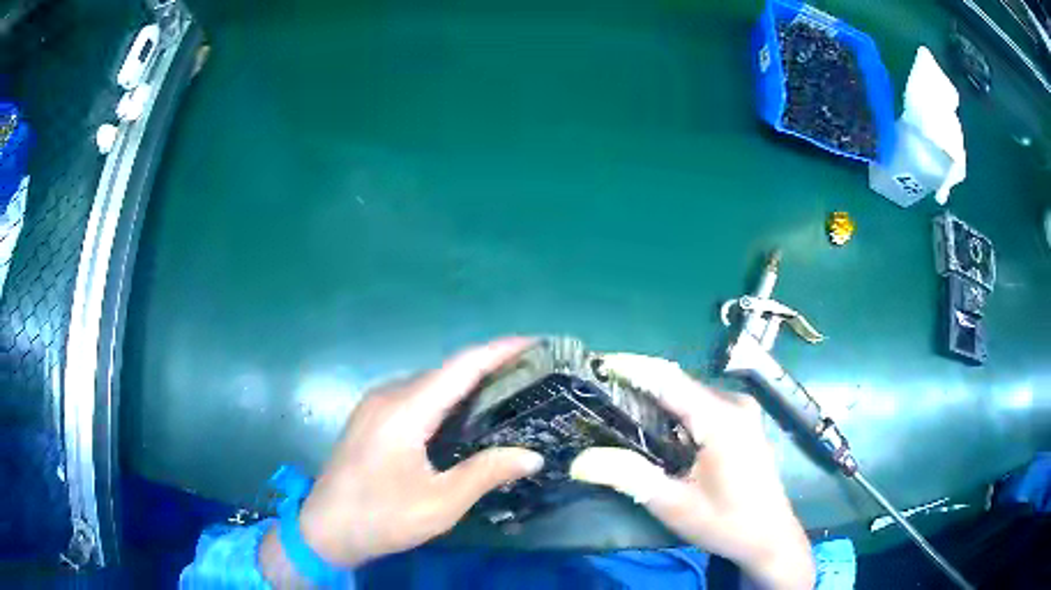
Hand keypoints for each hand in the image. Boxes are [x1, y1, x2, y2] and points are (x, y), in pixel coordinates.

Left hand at [260, 338, 543, 583]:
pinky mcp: (370, 418)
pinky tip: (462, 415)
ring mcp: (374, 405)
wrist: (324, 529)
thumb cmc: (382, 518)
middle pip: (444, 371)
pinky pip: (414, 396)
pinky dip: (444, 397)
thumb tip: (533, 455)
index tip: (533, 342)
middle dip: (487, 367)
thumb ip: (485, 473)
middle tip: (529, 375)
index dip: (498, 351)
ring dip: (465, 383)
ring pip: (428, 383)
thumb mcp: (439, 504)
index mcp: (404, 412)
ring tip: (505, 391)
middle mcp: (387, 396)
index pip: (460, 368)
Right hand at [570, 354, 814, 589]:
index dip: (631, 367)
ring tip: (612, 407)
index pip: (669, 380)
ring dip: (653, 399)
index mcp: (722, 419)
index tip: (594, 363)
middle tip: (594, 393)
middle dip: (636, 385)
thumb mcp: (675, 505)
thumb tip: (578, 461)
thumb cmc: (726, 524)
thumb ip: (629, 478)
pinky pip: (699, 406)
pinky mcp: (740, 421)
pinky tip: (649, 427)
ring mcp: (740, 411)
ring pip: (687, 394)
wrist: (769, 537)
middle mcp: (733, 404)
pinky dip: (671, 411)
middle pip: (677, 384)